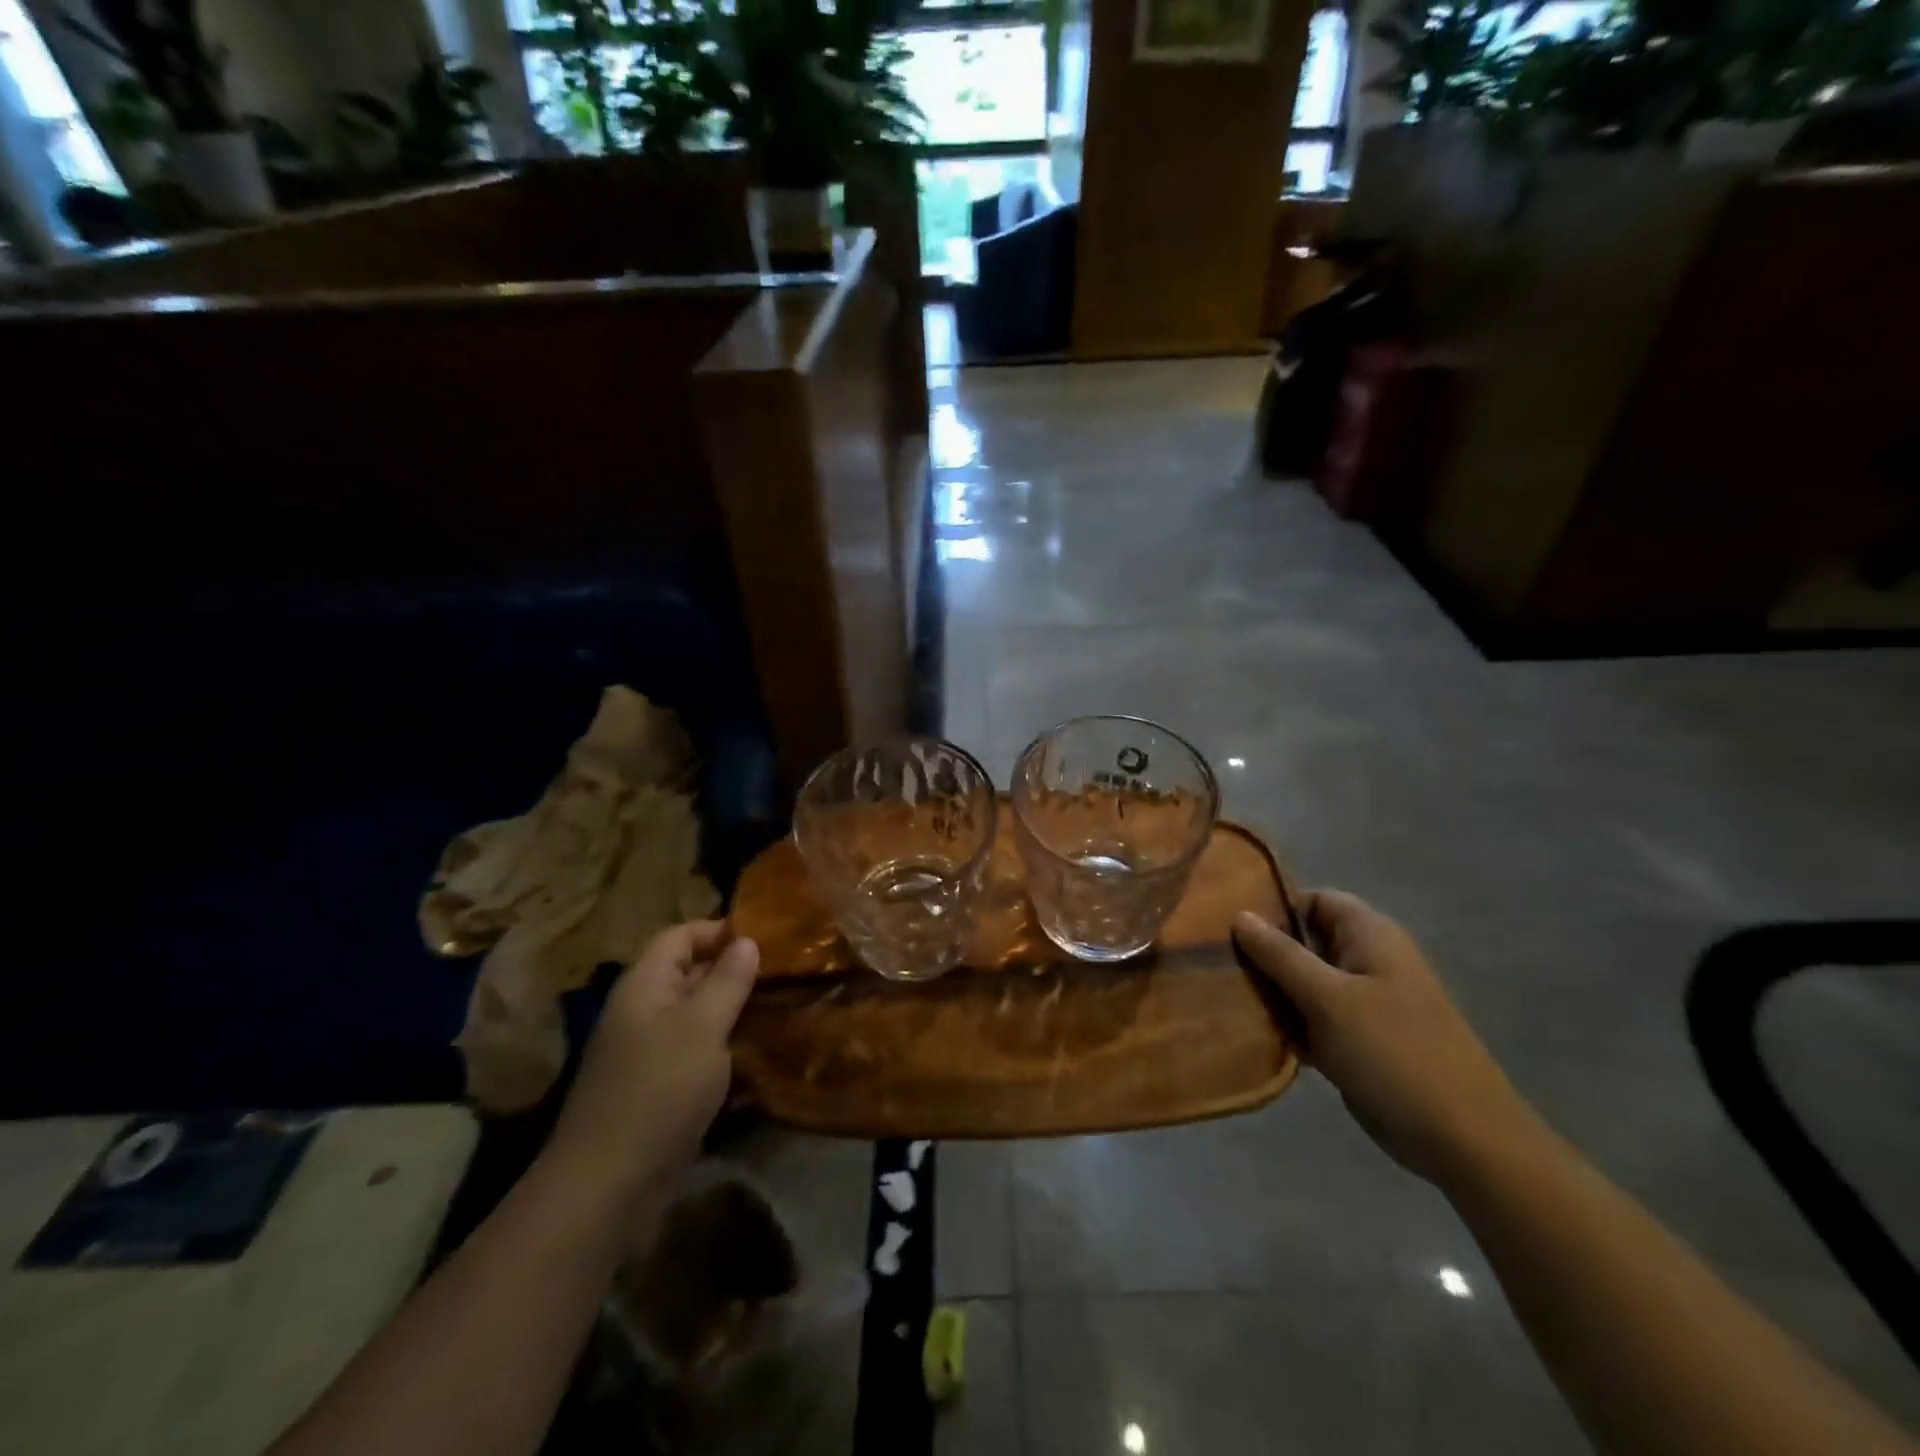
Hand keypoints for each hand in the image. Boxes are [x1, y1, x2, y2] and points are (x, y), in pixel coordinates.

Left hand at [546, 921, 758, 1208]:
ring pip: (696, 1015)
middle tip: (783, 975)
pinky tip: (758, 1056)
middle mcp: (643, 1011)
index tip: (765, 938)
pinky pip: (696, 1053)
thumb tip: (747, 941)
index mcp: (645, 985)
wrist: (608, 1184)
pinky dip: (724, 1049)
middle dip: (733, 971)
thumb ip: (727, 980)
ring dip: (733, 1012)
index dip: (718, 930)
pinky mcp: (658, 1088)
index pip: (680, 935)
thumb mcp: (703, 1026)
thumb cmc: (659, 1089)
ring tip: (779, 1009)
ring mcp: (648, 1052)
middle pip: (689, 973)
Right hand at [1234, 891, 1531, 1185]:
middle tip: (1215, 963)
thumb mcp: (1328, 997)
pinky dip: (1287, 1022)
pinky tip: (1249, 1031)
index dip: (1273, 906)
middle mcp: (1366, 960)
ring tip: (1222, 996)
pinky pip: (1312, 1017)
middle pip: (1304, 940)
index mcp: (1369, 935)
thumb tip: (1239, 915)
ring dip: (1271, 991)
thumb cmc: (1393, 1052)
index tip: (1228, 925)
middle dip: (1263, 952)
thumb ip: (1280, 954)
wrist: (1461, 1138)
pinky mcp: (1357, 1040)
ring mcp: (1363, 1002)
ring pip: (1303, 981)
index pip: (1313, 899)